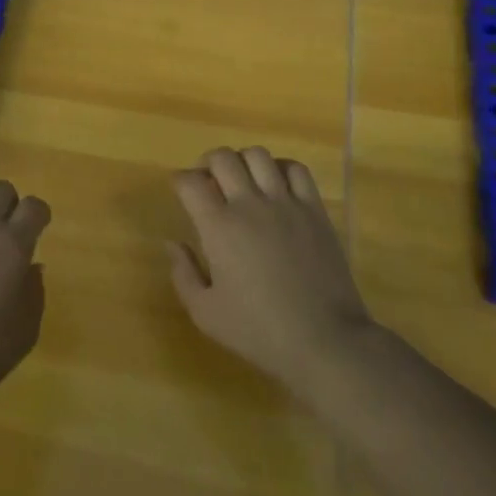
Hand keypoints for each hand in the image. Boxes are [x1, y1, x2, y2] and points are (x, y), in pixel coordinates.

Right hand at [166, 147, 374, 392]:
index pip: (190, 182)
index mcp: (218, 228)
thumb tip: (172, 243)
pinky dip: (280, 167)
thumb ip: (183, 273)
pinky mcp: (314, 209)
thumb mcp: (204, 313)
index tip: (181, 191)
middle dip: (208, 163)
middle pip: (222, 158)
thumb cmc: (258, 331)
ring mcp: (286, 203)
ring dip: (242, 161)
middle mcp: (249, 205)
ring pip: (258, 155)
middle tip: (208, 182)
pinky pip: (296, 169)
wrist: (323, 339)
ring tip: (242, 180)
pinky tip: (276, 184)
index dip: (180, 181)